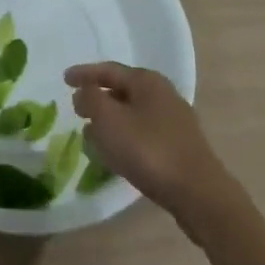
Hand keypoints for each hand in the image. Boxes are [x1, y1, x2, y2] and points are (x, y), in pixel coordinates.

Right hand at [65, 62, 236, 228]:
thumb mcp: (110, 121)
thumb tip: (84, 92)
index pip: (108, 69)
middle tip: (78, 109)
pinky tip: (117, 156)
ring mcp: (174, 121)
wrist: (199, 194)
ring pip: (133, 114)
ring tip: (92, 136)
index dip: (84, 74)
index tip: (64, 79)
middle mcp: (162, 93)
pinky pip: (144, 134)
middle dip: (98, 99)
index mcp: (146, 80)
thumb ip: (91, 100)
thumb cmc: (150, 150)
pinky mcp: (180, 147)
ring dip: (111, 122)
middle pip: (122, 90)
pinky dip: (125, 138)